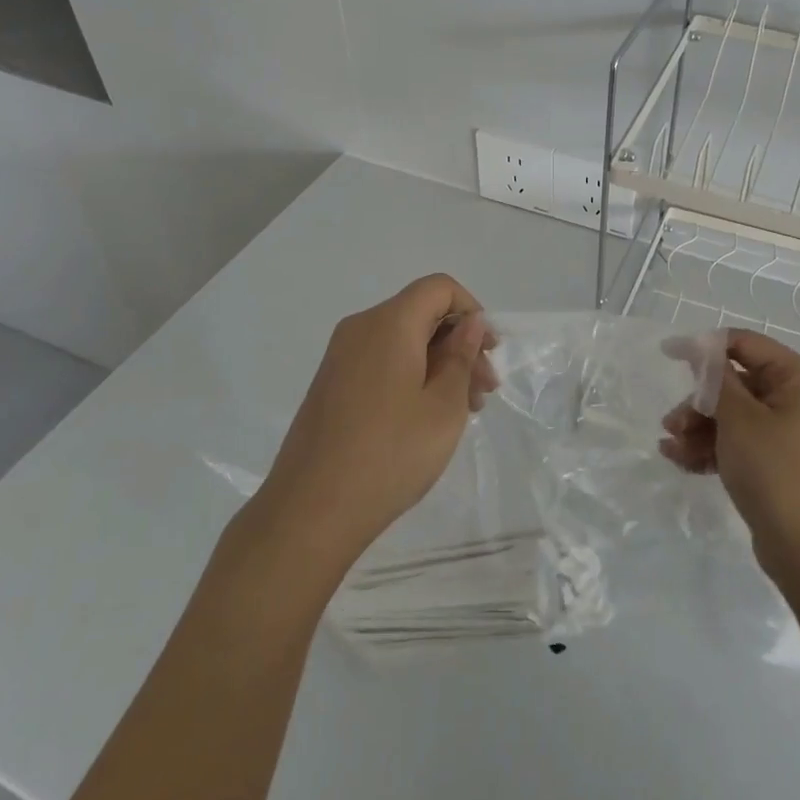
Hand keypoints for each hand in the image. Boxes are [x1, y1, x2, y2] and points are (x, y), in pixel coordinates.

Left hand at [257, 274, 497, 569]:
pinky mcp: (332, 383)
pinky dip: (412, 375)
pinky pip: (382, 361)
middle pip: (421, 314)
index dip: (472, 311)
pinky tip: (426, 417)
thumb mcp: (443, 407)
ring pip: (403, 340)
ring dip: (439, 363)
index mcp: (389, 323)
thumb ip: (461, 356)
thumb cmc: (390, 454)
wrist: (311, 511)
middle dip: (459, 343)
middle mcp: (360, 328)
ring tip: (463, 411)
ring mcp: (340, 356)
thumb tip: (469, 322)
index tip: (488, 353)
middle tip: (484, 392)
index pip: (439, 288)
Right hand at [660, 329, 799, 578]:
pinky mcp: (776, 459)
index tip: (668, 354)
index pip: (744, 344)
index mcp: (798, 378)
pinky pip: (738, 440)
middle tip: (671, 423)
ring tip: (671, 448)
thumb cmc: (774, 471)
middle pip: (735, 382)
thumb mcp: (738, 419)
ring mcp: (787, 431)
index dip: (704, 347)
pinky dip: (711, 447)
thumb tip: (700, 348)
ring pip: (732, 414)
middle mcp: (796, 398)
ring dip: (698, 427)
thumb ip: (716, 378)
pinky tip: (681, 460)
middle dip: (698, 402)